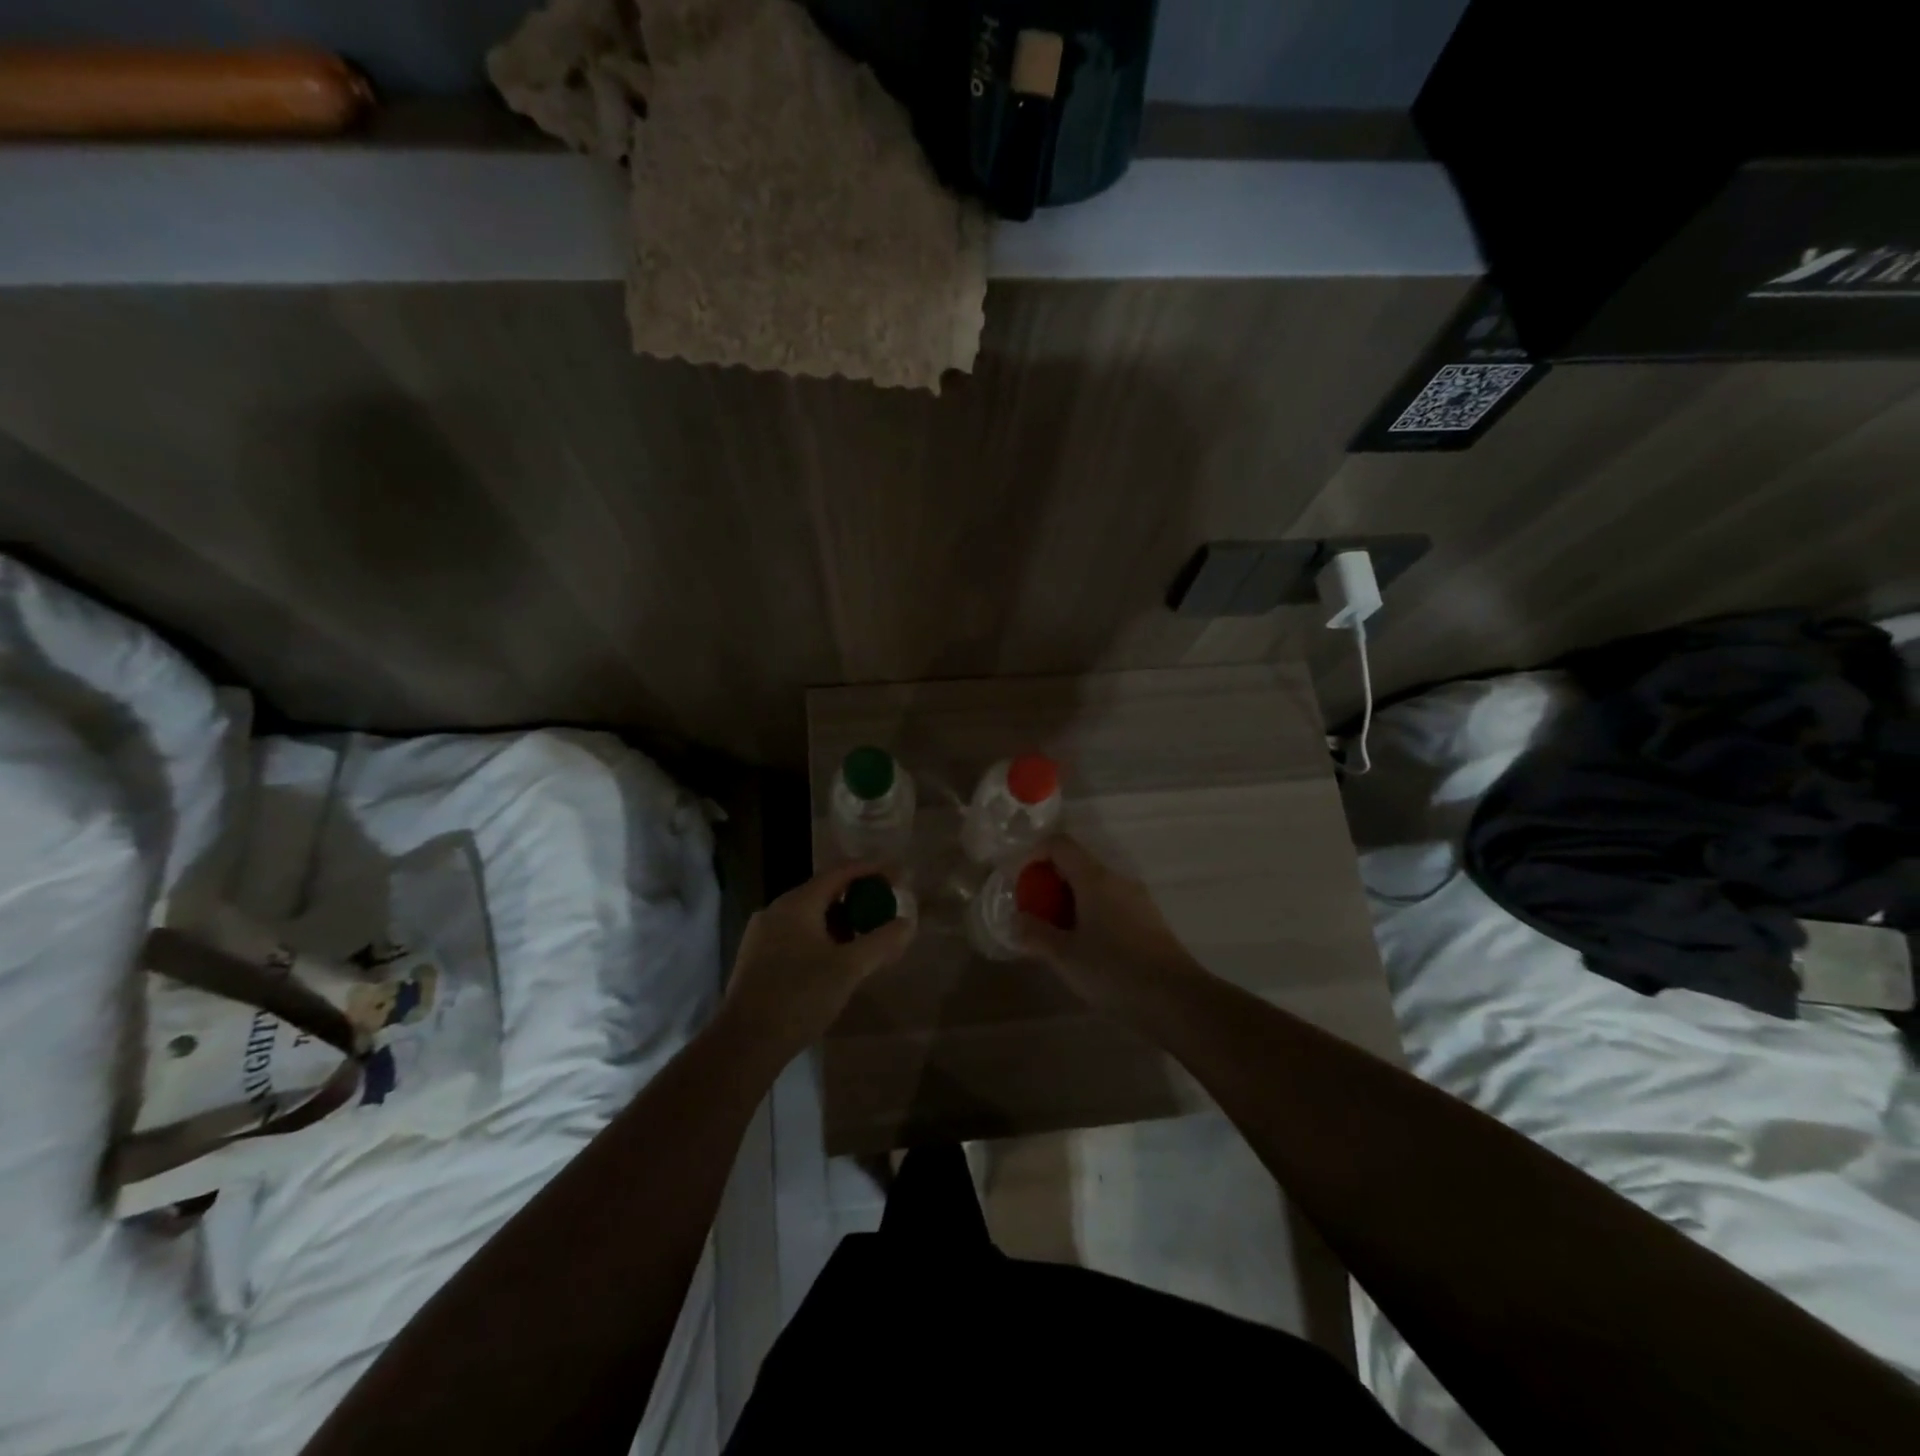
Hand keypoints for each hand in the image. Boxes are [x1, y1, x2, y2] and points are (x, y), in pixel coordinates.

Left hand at [720, 862, 914, 1060]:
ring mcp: (763, 935)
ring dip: (841, 921)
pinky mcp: (757, 958)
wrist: (745, 1044)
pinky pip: (798, 935)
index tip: (898, 876)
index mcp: (797, 903)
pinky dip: (823, 937)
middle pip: (825, 892)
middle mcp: (776, 910)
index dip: (872, 870)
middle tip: (886, 910)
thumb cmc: (800, 997)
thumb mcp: (849, 968)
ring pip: (811, 916)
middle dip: (858, 898)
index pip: (840, 871)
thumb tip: (907, 924)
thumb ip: (882, 942)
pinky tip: (837, 960)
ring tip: (867, 938)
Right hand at [1016, 835, 1203, 1015]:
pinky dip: (1091, 915)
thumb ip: (1036, 934)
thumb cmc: (1114, 972)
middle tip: (1034, 915)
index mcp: (1095, 878)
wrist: (1177, 1000)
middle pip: (1077, 865)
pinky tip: (1087, 950)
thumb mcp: (1065, 956)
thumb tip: (1017, 919)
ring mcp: (1138, 899)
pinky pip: (1111, 905)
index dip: (1035, 854)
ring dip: (1070, 902)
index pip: (1060, 844)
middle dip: (1050, 884)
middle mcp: (1118, 880)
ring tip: (1056, 936)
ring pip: (1095, 887)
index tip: (1021, 882)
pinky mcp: (1149, 921)